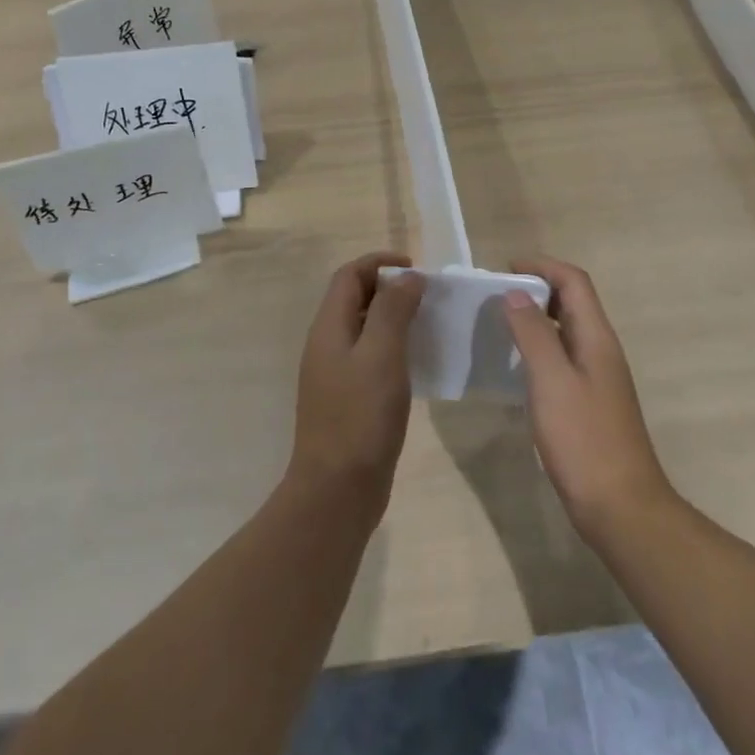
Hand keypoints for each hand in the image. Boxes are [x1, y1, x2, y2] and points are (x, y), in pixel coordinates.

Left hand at [288, 251, 423, 513]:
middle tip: (426, 296)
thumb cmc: (360, 417)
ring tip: (427, 324)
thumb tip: (407, 277)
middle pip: (354, 298)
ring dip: (392, 317)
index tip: (416, 269)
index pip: (349, 275)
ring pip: (363, 328)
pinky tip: (416, 363)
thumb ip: (393, 310)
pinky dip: (391, 347)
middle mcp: (327, 344)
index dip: (380, 262)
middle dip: (389, 288)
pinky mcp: (347, 399)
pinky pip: (369, 356)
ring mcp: (334, 374)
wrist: (336, 492)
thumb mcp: (381, 355)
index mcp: (329, 327)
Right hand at [504, 255, 675, 543]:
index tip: (505, 269)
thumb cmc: (585, 440)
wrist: (622, 509)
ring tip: (501, 324)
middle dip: (537, 288)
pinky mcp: (589, 403)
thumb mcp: (552, 381)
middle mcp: (601, 350)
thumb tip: (515, 293)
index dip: (542, 266)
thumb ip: (533, 333)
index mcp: (596, 337)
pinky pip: (563, 357)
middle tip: (497, 295)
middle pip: (572, 301)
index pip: (574, 281)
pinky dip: (539, 348)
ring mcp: (598, 378)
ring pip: (566, 330)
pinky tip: (517, 366)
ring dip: (537, 318)